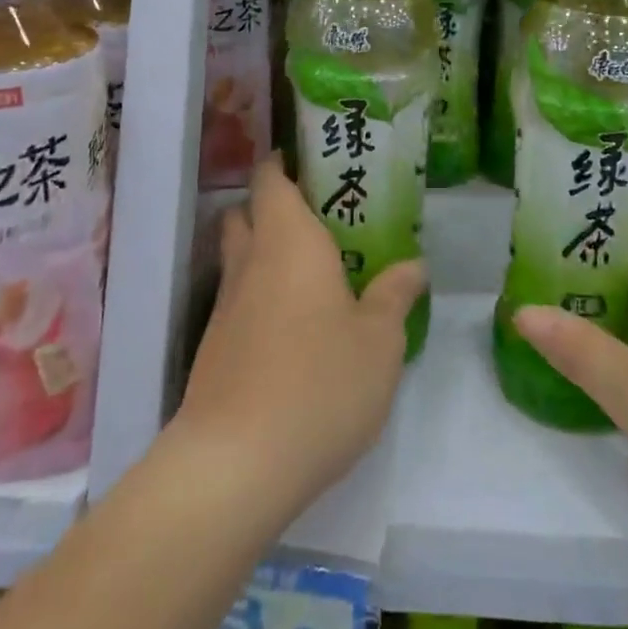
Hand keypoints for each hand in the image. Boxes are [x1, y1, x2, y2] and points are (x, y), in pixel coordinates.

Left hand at [172, 154, 426, 522]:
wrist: (234, 465)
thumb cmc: (319, 383)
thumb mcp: (379, 341)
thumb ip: (395, 295)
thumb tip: (413, 265)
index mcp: (289, 241)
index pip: (270, 178)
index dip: (284, 163)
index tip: (313, 163)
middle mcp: (250, 262)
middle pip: (247, 213)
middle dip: (274, 207)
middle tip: (321, 220)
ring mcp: (225, 307)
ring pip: (240, 259)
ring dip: (266, 254)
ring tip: (315, 274)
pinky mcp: (214, 349)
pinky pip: (239, 301)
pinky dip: (261, 298)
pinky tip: (295, 329)